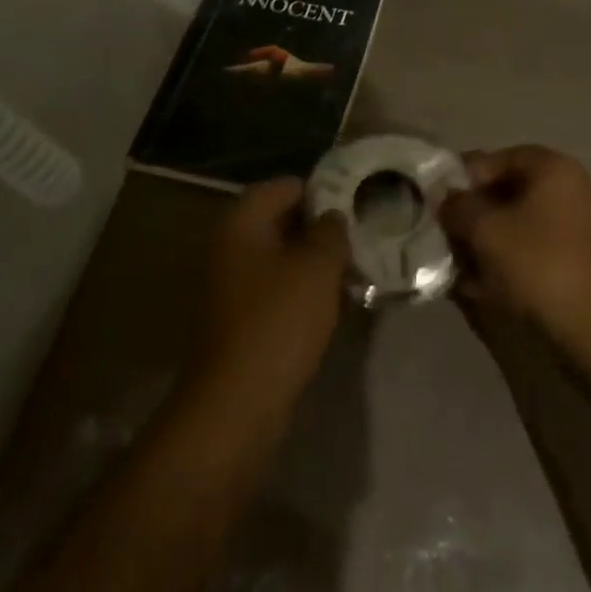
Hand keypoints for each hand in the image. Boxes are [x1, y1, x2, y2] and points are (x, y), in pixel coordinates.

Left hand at [193, 178, 349, 408]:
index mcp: (241, 223)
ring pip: (281, 258)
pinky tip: (334, 304)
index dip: (320, 190)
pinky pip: (277, 290)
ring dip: (314, 262)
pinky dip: (302, 291)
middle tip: (360, 236)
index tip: (355, 203)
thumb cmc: (278, 322)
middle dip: (320, 228)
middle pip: (281, 221)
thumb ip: (330, 232)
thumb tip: (333, 216)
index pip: (284, 187)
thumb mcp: (317, 268)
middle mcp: (230, 247)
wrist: (237, 405)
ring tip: (354, 269)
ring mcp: (232, 286)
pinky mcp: (240, 320)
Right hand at [440, 146, 590, 350]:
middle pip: (509, 191)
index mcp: (553, 168)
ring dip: (490, 239)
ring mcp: (583, 225)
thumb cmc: (537, 264)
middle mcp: (573, 187)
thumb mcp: (483, 229)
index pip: (496, 159)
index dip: (463, 179)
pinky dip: (511, 259)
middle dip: (476, 213)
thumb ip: (457, 206)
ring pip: (521, 223)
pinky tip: (485, 284)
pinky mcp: (584, 259)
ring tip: (462, 264)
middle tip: (449, 235)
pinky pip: (537, 248)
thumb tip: (446, 200)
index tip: (440, 204)